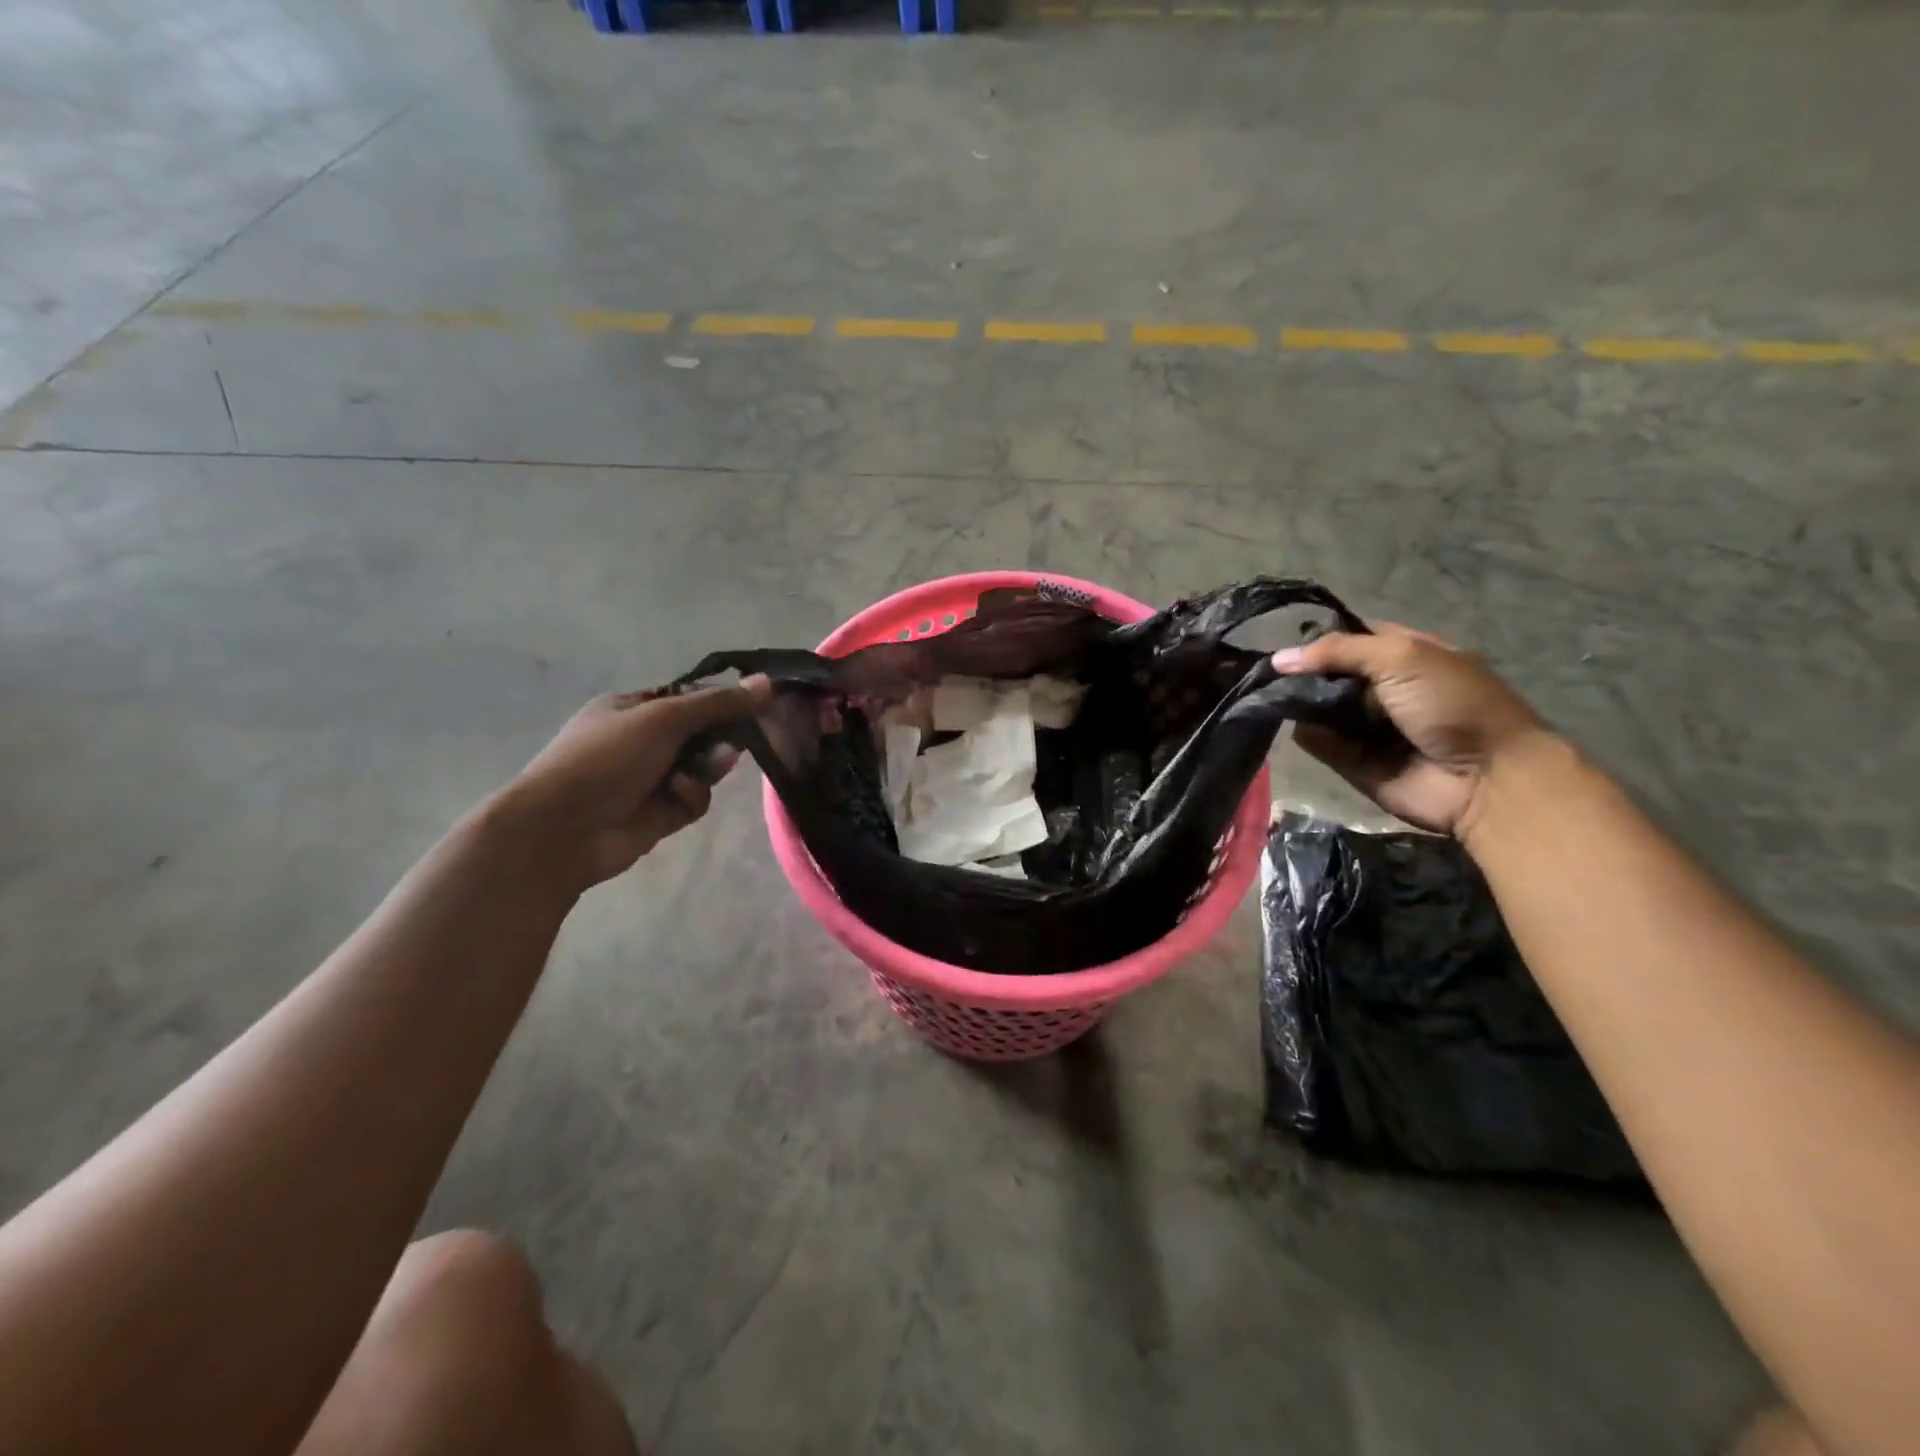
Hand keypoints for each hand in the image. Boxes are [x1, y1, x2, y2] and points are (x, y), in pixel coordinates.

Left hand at [495, 677, 771, 893]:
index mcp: (631, 709)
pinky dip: (690, 796)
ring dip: (708, 768)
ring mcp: (649, 780)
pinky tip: (676, 798)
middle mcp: (641, 742)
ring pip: (702, 769)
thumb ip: (719, 703)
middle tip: (735, 743)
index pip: (688, 700)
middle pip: (701, 735)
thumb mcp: (664, 718)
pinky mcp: (658, 814)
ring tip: (706, 770)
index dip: (720, 703)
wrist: (563, 828)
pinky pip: (693, 799)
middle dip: (719, 739)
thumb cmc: (607, 757)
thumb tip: (768, 682)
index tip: (752, 707)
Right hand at [1271, 625, 1551, 837]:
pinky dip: (1309, 735)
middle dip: (1304, 673)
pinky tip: (1302, 727)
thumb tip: (1279, 659)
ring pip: (1319, 707)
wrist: (1486, 778)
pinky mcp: (1355, 761)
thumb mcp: (1401, 657)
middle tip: (1274, 675)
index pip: (1352, 637)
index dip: (1320, 638)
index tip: (1287, 642)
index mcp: (1405, 654)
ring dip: (1300, 703)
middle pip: (1329, 673)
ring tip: (1279, 699)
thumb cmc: (1452, 704)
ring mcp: (1368, 726)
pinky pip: (1320, 743)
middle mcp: (1384, 688)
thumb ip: (1338, 651)